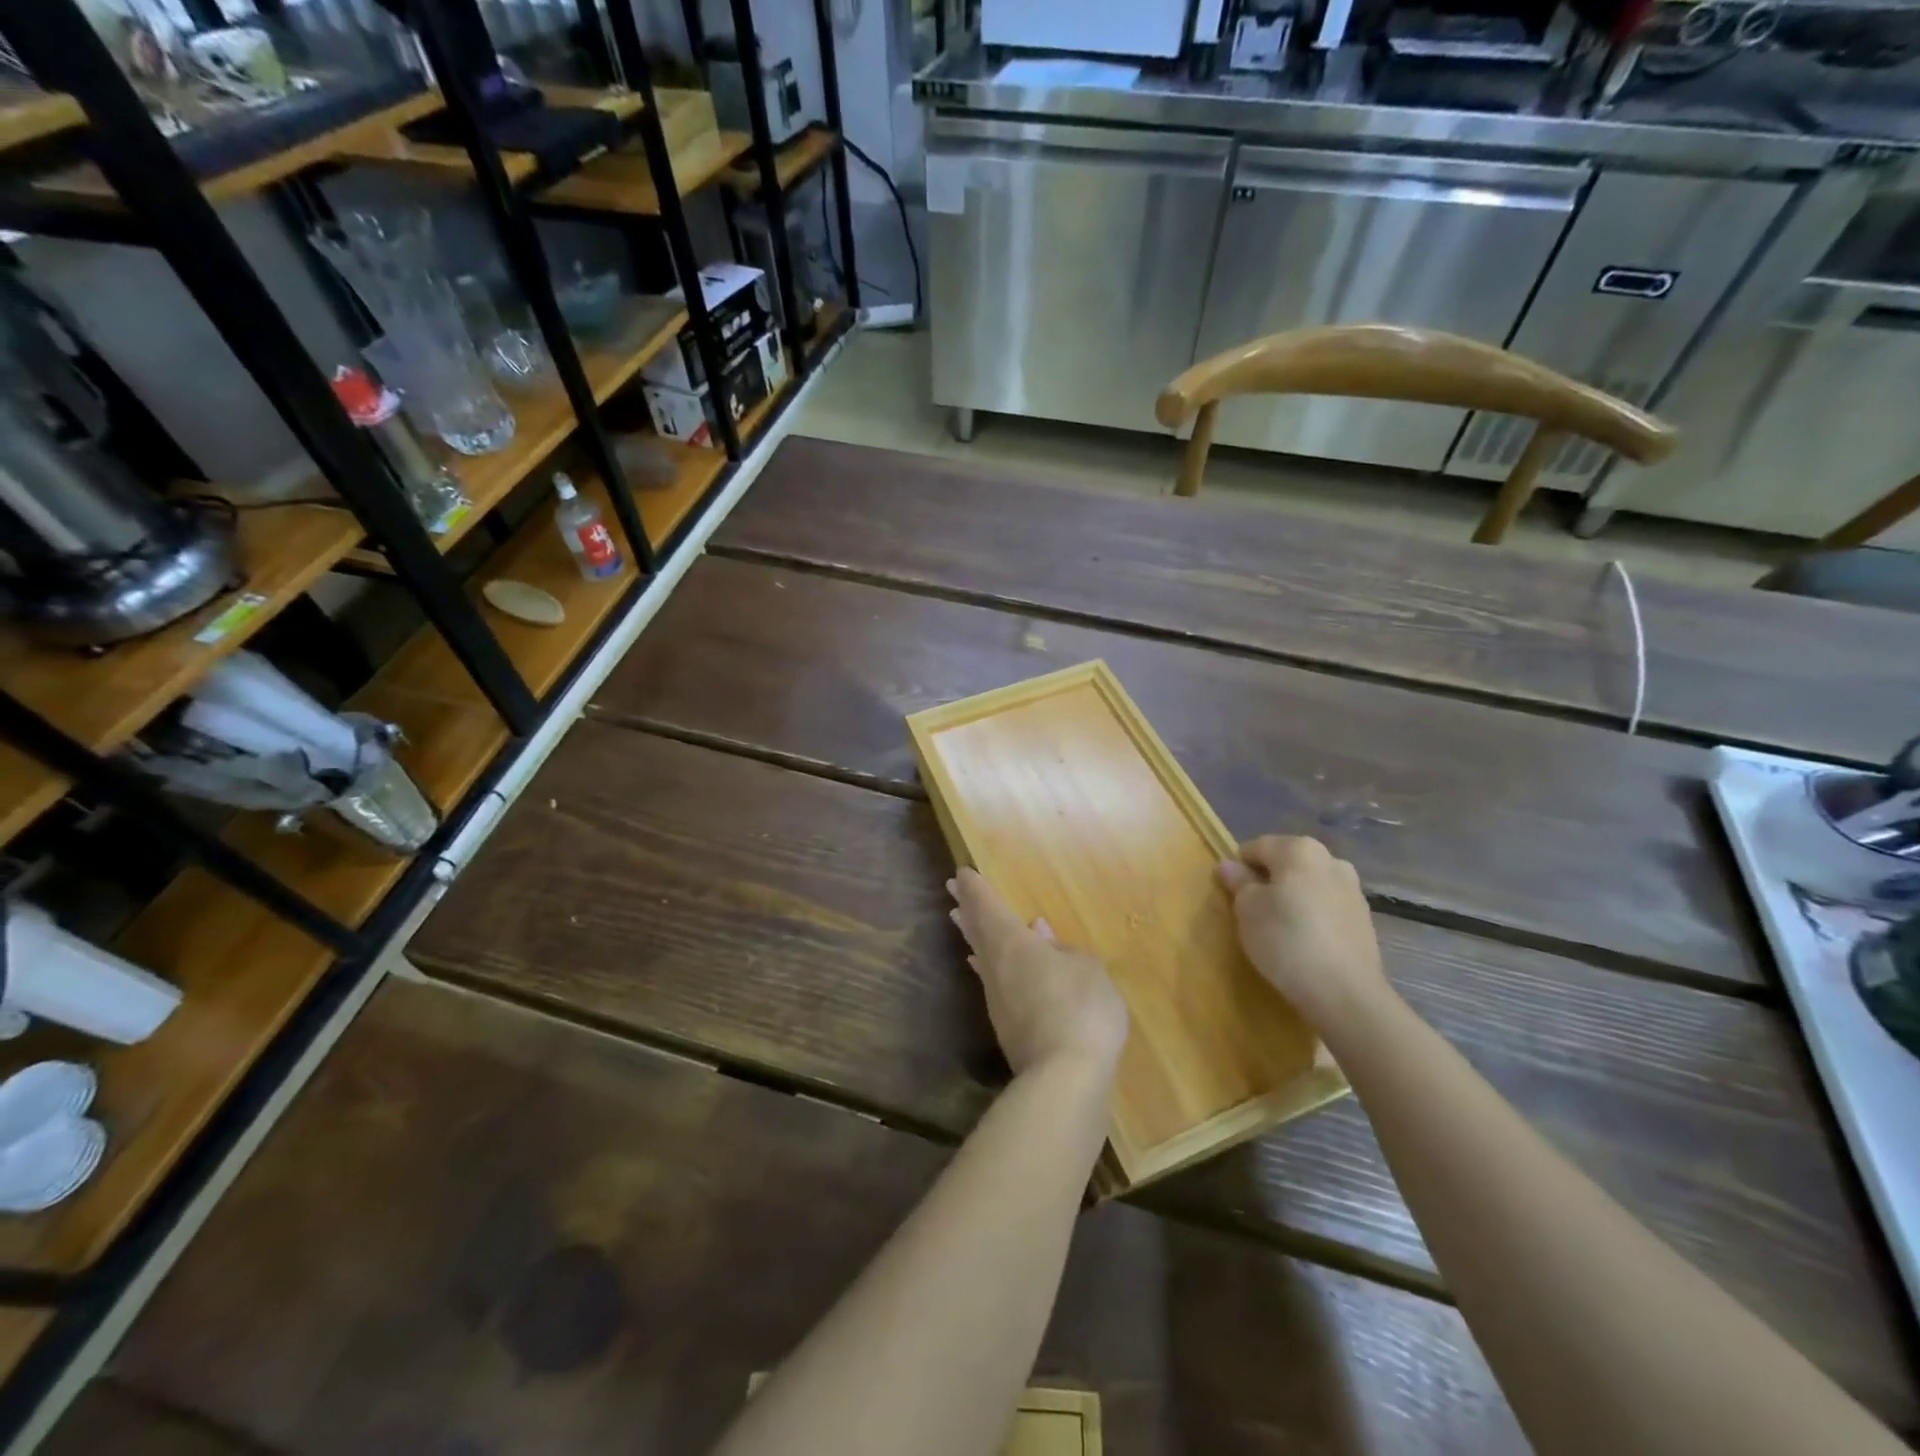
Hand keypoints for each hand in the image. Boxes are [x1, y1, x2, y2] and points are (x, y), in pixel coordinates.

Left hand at [948, 869, 1128, 1078]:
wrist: (1065, 1078)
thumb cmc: (1080, 1009)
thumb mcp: (1087, 969)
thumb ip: (1063, 949)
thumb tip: (1039, 933)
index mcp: (1013, 943)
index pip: (988, 907)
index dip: (976, 889)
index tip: (962, 874)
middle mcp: (996, 966)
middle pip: (976, 929)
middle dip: (965, 907)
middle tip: (952, 890)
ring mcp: (997, 998)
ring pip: (979, 955)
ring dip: (970, 934)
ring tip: (960, 919)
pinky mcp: (1005, 1025)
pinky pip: (989, 980)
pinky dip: (983, 964)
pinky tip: (982, 967)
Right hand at [1216, 836, 1391, 1035]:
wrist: (1344, 992)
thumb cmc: (1285, 939)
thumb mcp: (1247, 909)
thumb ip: (1238, 882)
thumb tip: (1229, 866)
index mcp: (1299, 849)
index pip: (1256, 847)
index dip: (1238, 868)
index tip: (1230, 894)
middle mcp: (1331, 860)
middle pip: (1287, 863)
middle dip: (1269, 881)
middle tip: (1252, 911)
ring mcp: (1352, 890)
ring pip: (1309, 885)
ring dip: (1292, 898)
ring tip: (1279, 928)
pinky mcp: (1364, 919)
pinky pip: (1327, 908)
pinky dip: (1312, 916)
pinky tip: (1303, 942)